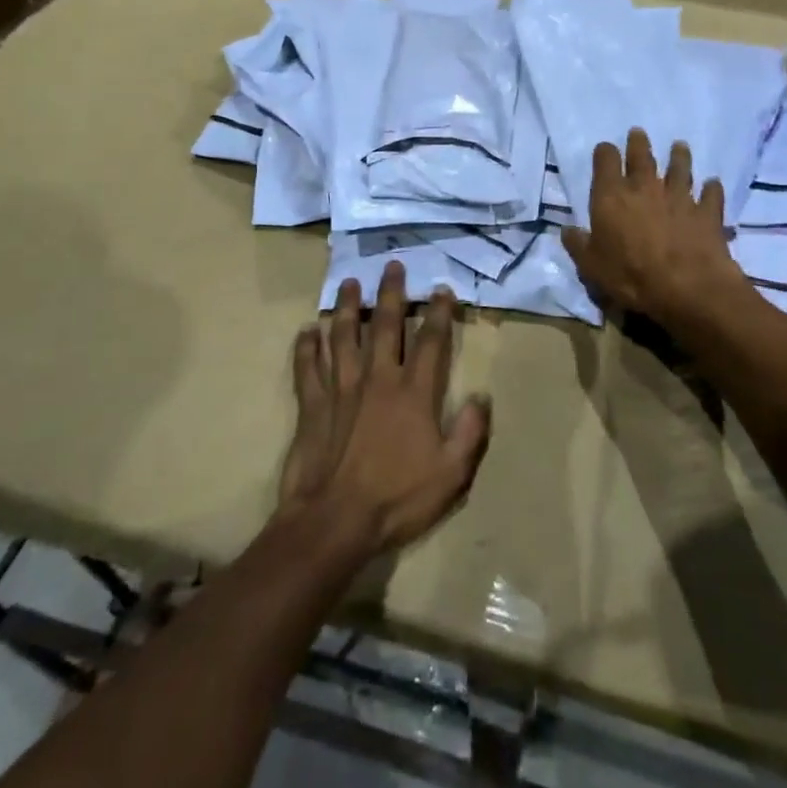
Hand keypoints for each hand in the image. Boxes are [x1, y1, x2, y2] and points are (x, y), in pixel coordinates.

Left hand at [277, 263, 491, 558]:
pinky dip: (305, 347)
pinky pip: (307, 368)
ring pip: (342, 336)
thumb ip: (469, 432)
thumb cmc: (397, 498)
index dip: (438, 313)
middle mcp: (377, 379)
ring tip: (349, 283)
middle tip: (392, 265)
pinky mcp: (311, 405)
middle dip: (390, 293)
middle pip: (384, 326)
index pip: (430, 342)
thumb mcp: (451, 474)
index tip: (441, 289)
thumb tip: (481, 397)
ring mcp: (340, 389)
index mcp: (413, 393)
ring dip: (345, 307)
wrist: (335, 521)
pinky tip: (306, 331)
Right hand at [562, 130, 745, 323]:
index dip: (604, 153)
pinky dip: (711, 188)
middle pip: (642, 156)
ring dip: (679, 155)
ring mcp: (679, 196)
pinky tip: (712, 184)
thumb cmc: (630, 276)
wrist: (687, 287)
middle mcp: (645, 187)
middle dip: (638, 143)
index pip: (605, 160)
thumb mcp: (591, 266)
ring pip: (680, 167)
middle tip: (638, 133)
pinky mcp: (707, 212)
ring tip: (679, 146)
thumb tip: (567, 230)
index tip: (605, 151)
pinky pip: (711, 194)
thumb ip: (578, 244)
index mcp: (612, 196)